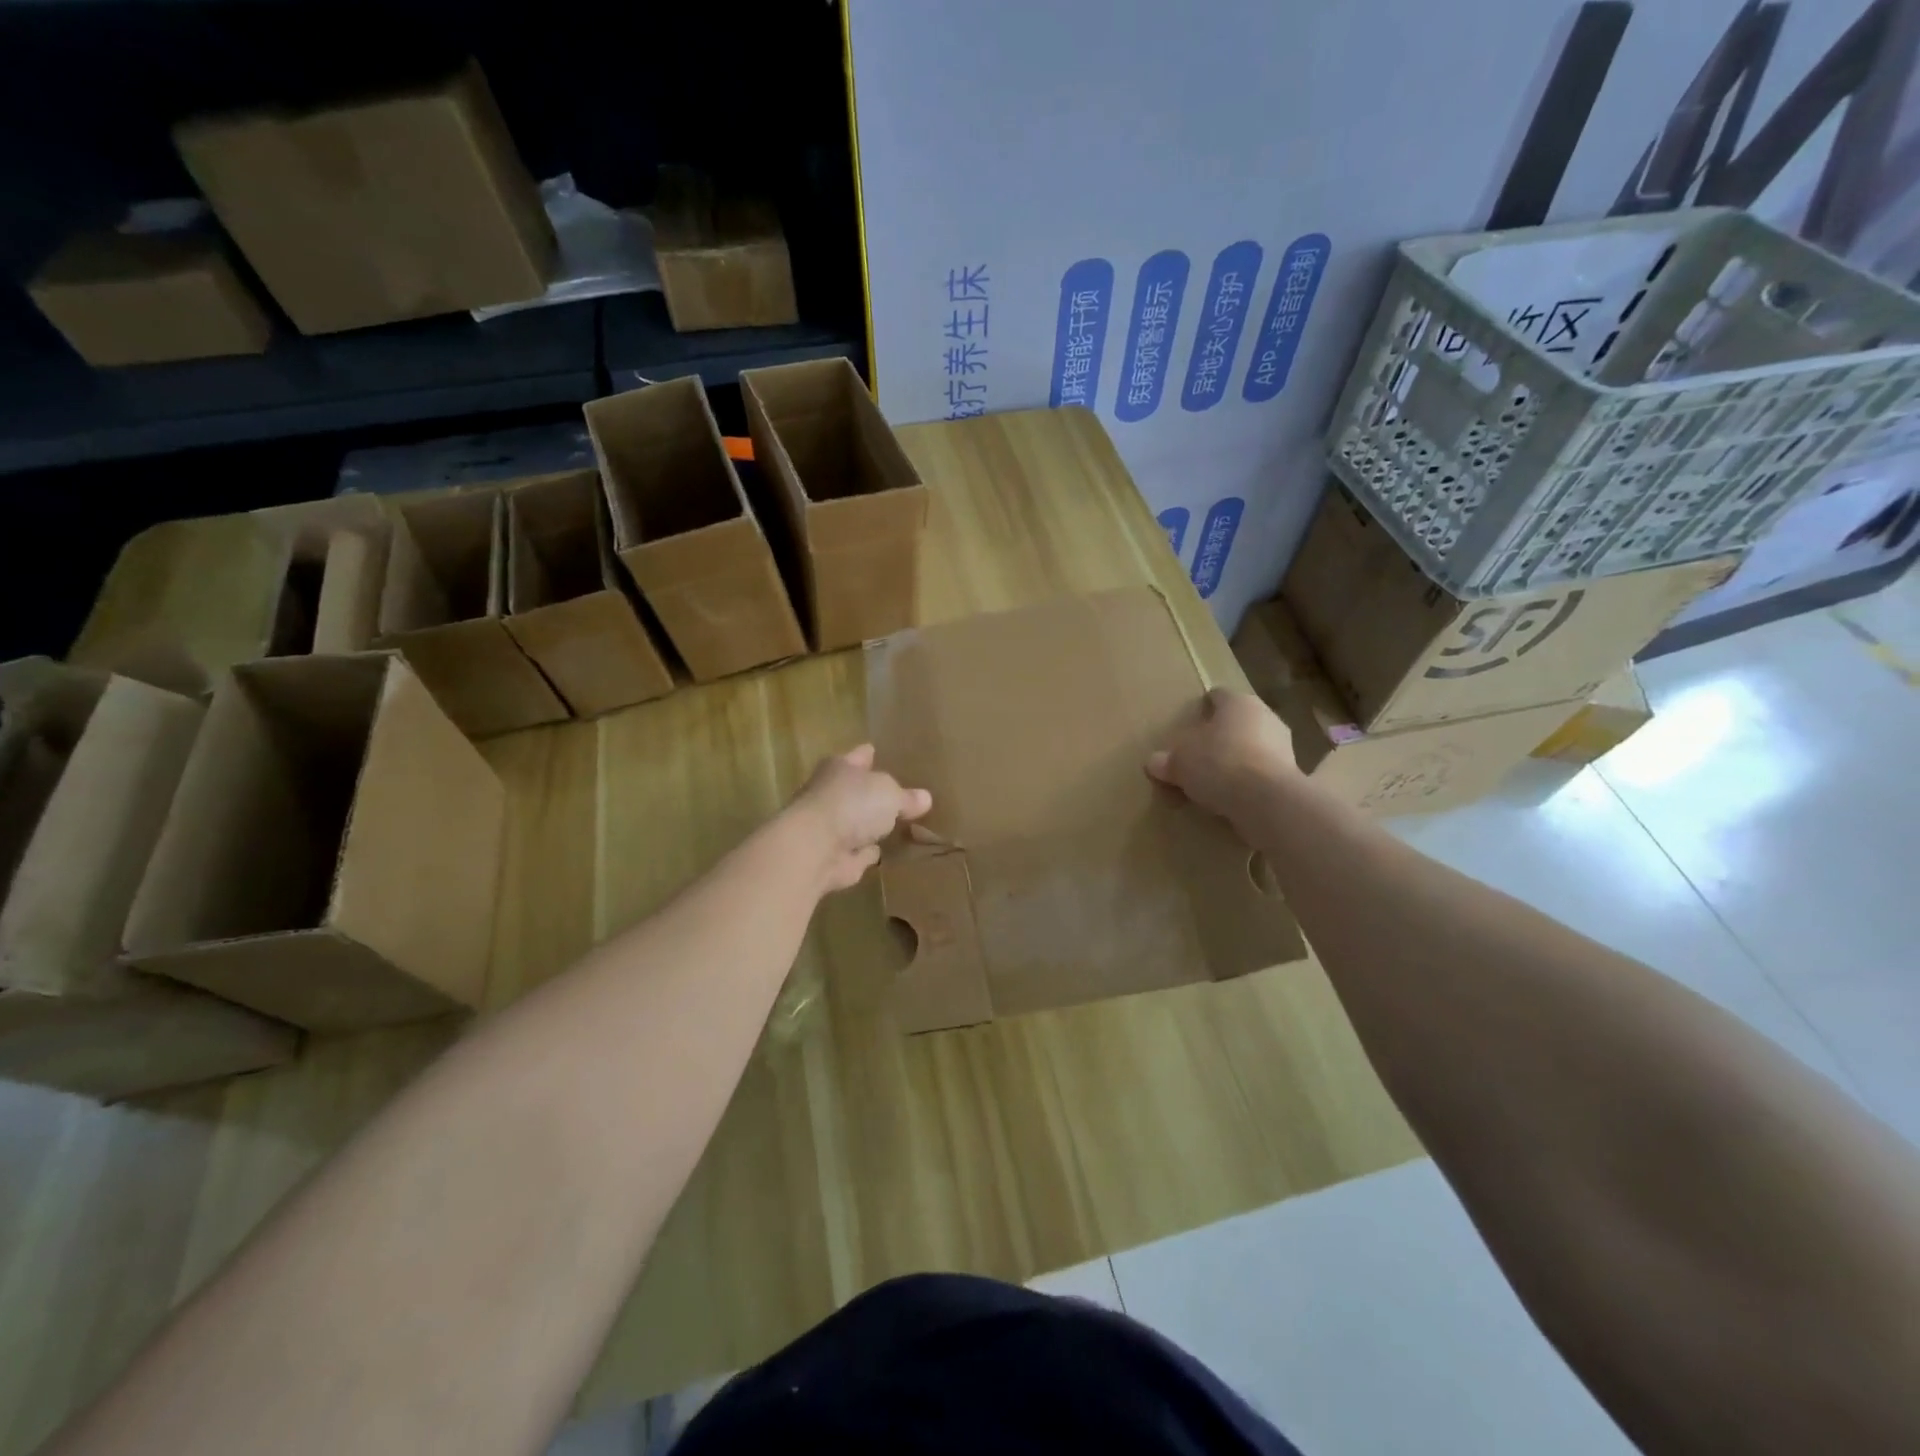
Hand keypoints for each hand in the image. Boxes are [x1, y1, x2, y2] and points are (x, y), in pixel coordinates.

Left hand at [789, 744, 932, 892]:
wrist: (815, 849)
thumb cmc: (852, 804)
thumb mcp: (891, 794)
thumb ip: (907, 797)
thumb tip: (924, 798)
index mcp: (841, 767)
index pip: (861, 756)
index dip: (873, 756)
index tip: (884, 755)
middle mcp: (830, 793)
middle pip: (858, 790)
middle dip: (875, 794)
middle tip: (902, 796)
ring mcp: (830, 827)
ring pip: (857, 822)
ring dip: (872, 827)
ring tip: (900, 827)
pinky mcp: (834, 857)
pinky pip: (858, 851)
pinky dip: (869, 853)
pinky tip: (888, 853)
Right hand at [1146, 688, 1297, 840]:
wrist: (1266, 802)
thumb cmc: (1219, 764)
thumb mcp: (1179, 762)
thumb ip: (1167, 760)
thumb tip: (1155, 762)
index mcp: (1239, 703)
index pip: (1219, 695)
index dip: (1204, 706)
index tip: (1192, 718)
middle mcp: (1266, 717)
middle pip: (1238, 721)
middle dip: (1221, 734)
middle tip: (1199, 751)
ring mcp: (1284, 747)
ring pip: (1253, 746)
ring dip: (1237, 758)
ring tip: (1214, 778)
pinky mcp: (1291, 776)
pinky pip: (1261, 773)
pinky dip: (1248, 781)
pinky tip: (1231, 796)